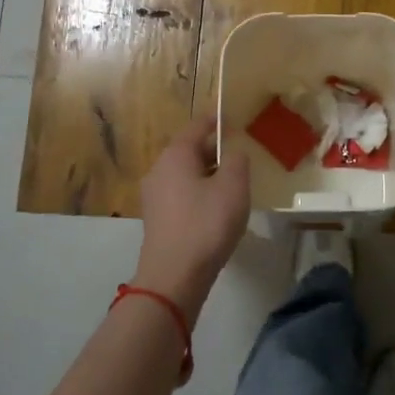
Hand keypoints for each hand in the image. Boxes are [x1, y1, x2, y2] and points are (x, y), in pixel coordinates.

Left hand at [136, 116, 250, 317]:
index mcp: (176, 155)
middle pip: (190, 150)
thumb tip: (233, 152)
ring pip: (186, 174)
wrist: (174, 276)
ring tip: (233, 182)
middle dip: (214, 149)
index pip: (197, 126)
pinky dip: (200, 192)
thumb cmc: (206, 224)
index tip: (233, 118)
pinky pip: (182, 194)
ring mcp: (154, 196)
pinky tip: (217, 207)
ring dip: (208, 173)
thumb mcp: (233, 186)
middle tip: (240, 153)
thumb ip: (237, 160)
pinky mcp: (158, 219)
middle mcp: (159, 169)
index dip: (216, 120)